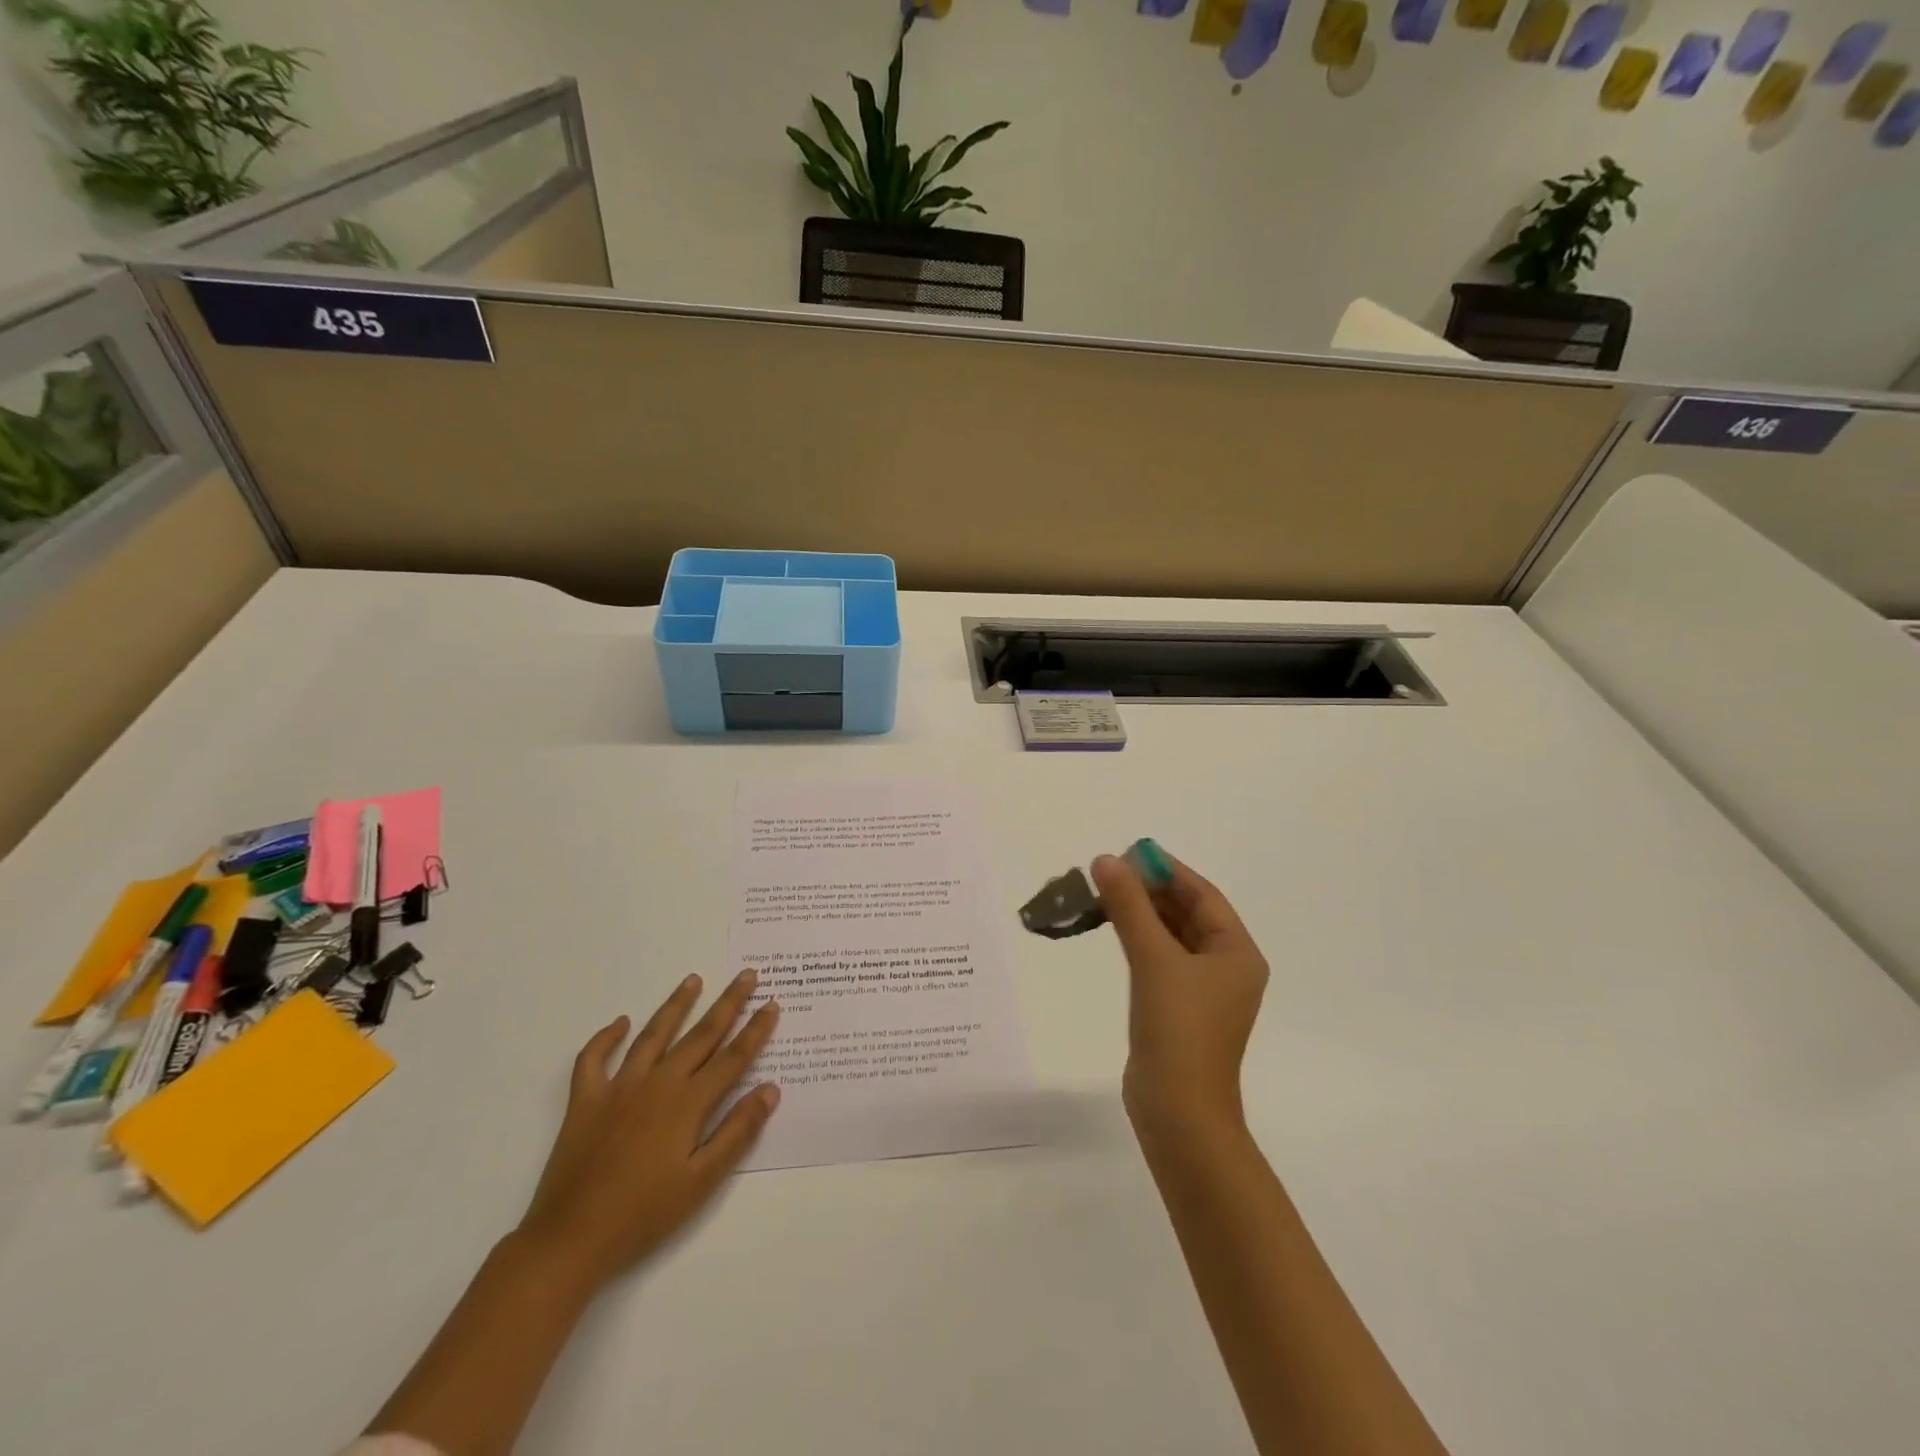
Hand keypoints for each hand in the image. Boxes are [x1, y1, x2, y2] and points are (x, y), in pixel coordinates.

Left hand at [513, 971, 781, 1295]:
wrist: (570, 1240)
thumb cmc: (644, 1215)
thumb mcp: (702, 1181)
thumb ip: (737, 1131)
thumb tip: (770, 1089)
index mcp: (688, 1103)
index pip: (732, 1058)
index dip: (755, 1030)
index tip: (772, 1003)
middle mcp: (658, 1084)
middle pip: (700, 1035)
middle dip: (727, 1003)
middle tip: (746, 975)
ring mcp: (619, 1088)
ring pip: (654, 1035)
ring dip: (676, 1006)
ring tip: (693, 980)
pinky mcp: (586, 1101)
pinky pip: (593, 1060)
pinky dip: (605, 1038)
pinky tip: (619, 1023)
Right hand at [1091, 852, 1268, 1144]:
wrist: (1178, 1112)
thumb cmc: (1178, 1029)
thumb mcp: (1153, 959)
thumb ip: (1129, 906)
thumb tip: (1106, 860)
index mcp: (1236, 952)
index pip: (1203, 895)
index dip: (1167, 870)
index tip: (1129, 852)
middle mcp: (1226, 967)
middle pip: (1187, 913)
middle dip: (1150, 890)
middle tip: (1109, 871)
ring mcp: (1203, 991)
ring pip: (1171, 936)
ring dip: (1141, 914)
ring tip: (1104, 893)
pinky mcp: (1179, 1009)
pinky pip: (1161, 960)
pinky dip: (1139, 940)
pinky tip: (1112, 929)